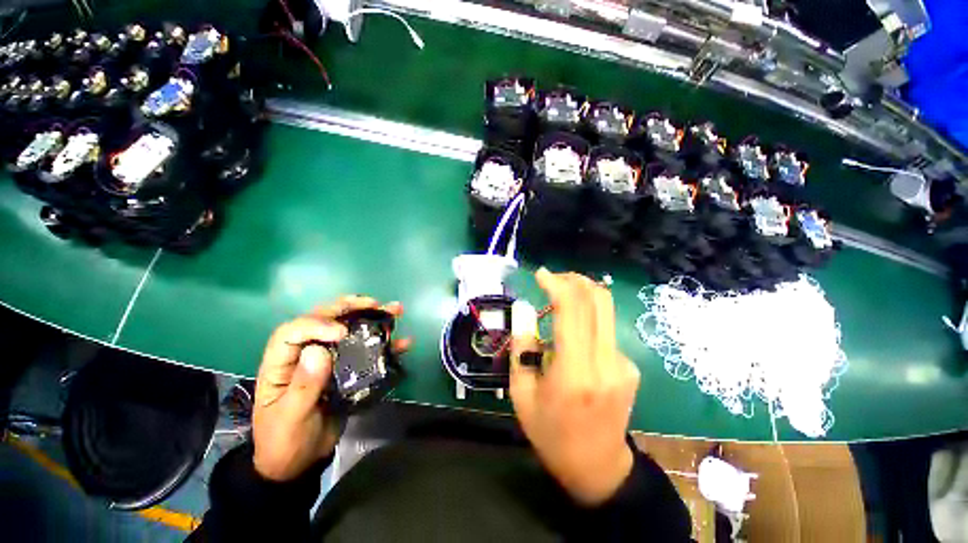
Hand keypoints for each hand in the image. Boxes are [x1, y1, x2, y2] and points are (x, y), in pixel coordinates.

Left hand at [252, 296, 408, 481]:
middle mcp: (305, 354)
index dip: (317, 324)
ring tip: (394, 310)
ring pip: (348, 329)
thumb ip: (303, 385)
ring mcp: (329, 360)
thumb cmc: (285, 441)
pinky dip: (385, 345)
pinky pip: (366, 351)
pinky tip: (403, 342)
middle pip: (323, 320)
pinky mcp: (347, 369)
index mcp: (282, 363)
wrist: (300, 461)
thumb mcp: (291, 418)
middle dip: (349, 308)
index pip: (292, 331)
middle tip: (374, 304)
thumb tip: (319, 350)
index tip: (342, 332)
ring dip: (372, 318)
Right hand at [510, 268, 640, 505]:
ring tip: (557, 303)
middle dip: (574, 280)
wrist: (597, 467)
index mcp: (575, 372)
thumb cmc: (551, 433)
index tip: (540, 274)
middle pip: (599, 300)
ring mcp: (623, 364)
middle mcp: (606, 362)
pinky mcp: (630, 367)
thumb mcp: (521, 394)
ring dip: (580, 296)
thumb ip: (521, 347)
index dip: (557, 284)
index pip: (572, 310)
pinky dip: (586, 321)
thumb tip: (525, 311)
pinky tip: (573, 340)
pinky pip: (605, 331)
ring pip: (605, 311)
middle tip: (553, 279)